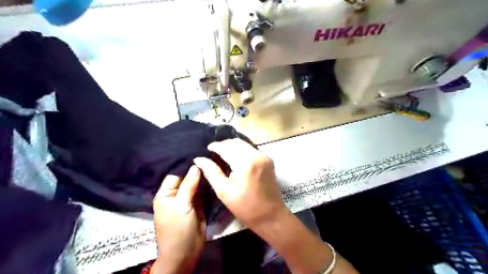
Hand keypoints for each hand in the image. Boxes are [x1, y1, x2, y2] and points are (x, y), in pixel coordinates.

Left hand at [152, 166, 205, 272]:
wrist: (186, 254)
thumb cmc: (177, 229)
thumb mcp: (181, 206)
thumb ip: (188, 185)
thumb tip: (196, 165)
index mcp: (166, 193)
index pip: (176, 173)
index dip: (187, 165)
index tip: (200, 153)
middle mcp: (176, 194)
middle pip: (187, 178)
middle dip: (197, 170)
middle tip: (211, 156)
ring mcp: (188, 200)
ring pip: (196, 185)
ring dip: (204, 177)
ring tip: (215, 162)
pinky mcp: (198, 205)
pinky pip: (203, 192)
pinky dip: (208, 186)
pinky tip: (215, 175)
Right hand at [194, 139, 286, 229]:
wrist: (270, 215)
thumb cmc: (245, 206)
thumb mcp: (223, 190)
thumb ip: (211, 172)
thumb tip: (199, 159)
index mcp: (245, 162)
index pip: (227, 147)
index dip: (215, 146)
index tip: (207, 148)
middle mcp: (256, 155)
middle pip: (236, 142)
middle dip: (224, 144)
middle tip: (213, 151)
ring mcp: (264, 156)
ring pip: (244, 144)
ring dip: (233, 146)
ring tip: (222, 153)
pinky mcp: (268, 160)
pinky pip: (251, 149)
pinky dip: (241, 150)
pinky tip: (235, 157)